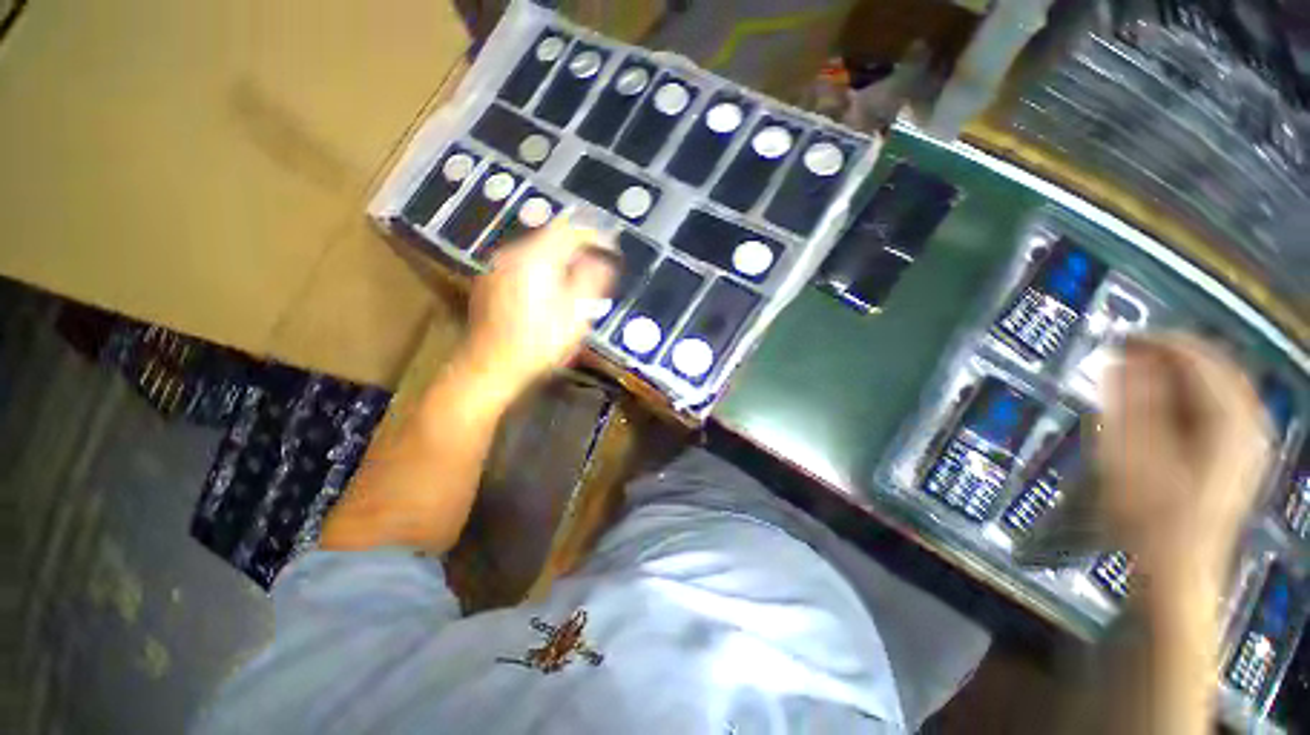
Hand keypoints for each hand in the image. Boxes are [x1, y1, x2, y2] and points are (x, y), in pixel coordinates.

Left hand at [456, 216, 614, 398]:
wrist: (491, 368)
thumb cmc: (539, 345)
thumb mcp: (576, 315)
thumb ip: (592, 281)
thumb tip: (602, 260)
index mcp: (536, 259)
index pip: (570, 231)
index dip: (595, 236)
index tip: (610, 247)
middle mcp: (512, 255)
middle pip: (551, 236)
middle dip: (577, 246)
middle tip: (596, 263)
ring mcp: (497, 267)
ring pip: (536, 250)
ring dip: (559, 257)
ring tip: (576, 277)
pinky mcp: (490, 281)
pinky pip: (522, 263)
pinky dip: (541, 268)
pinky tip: (548, 290)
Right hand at [1099, 335, 1271, 589]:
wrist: (1176, 566)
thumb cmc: (1149, 513)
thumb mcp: (1131, 454)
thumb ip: (1132, 402)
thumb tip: (1127, 359)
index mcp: (1227, 420)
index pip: (1197, 358)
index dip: (1157, 342)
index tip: (1120, 338)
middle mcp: (1247, 424)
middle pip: (1214, 368)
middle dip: (1171, 355)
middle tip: (1128, 353)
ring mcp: (1247, 442)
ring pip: (1220, 387)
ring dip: (1180, 374)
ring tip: (1141, 374)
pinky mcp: (1238, 457)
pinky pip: (1221, 409)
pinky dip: (1192, 396)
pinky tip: (1168, 404)